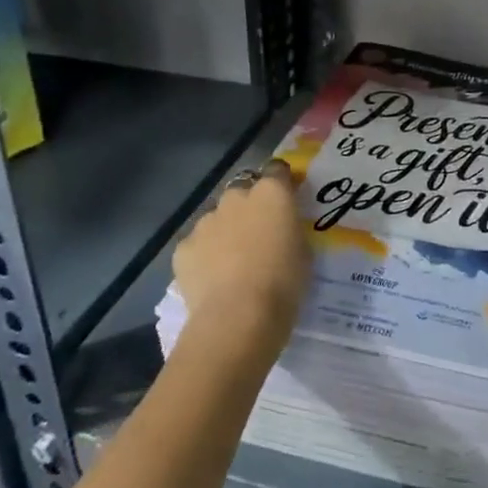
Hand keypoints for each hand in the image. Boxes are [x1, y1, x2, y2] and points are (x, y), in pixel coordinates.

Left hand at [172, 161, 309, 349]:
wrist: (238, 317)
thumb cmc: (284, 282)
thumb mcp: (303, 251)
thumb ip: (290, 230)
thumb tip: (282, 230)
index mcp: (272, 193)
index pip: (277, 170)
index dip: (281, 183)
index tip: (286, 200)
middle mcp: (236, 197)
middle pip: (243, 192)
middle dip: (249, 207)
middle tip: (258, 234)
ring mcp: (206, 221)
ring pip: (217, 218)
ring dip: (225, 230)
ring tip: (232, 261)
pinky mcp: (183, 247)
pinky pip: (197, 244)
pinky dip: (204, 254)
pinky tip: (212, 278)